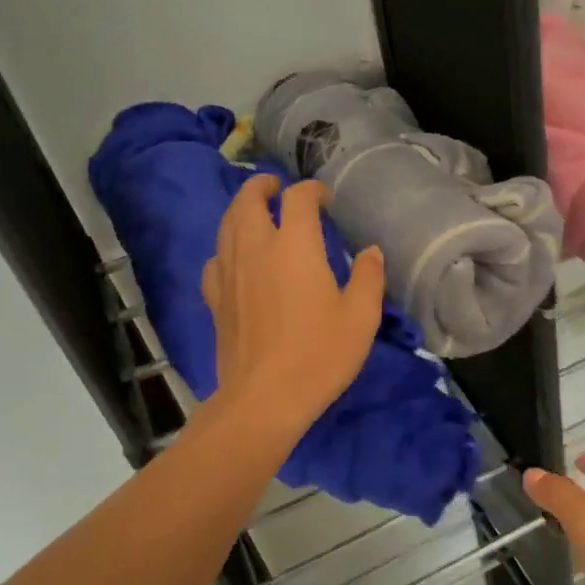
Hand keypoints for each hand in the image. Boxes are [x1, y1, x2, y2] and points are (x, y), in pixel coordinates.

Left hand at [201, 175, 384, 443]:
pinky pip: (215, 259)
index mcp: (295, 246)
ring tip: (254, 212)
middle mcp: (256, 248)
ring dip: (240, 210)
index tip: (324, 199)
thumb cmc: (320, 355)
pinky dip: (226, 248)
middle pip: (249, 200)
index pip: (298, 199)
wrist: (264, 398)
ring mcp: (229, 272)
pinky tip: (235, 259)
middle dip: (263, 186)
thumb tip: (370, 251)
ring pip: (227, 225)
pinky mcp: (214, 299)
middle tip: (276, 188)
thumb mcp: (361, 317)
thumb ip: (369, 277)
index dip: (312, 190)